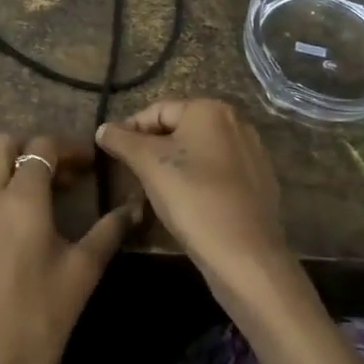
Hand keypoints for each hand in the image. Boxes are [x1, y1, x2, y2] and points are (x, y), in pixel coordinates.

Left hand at [0, 133, 138, 363]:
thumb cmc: (42, 317)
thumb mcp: (84, 271)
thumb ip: (110, 231)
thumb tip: (135, 206)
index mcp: (23, 198)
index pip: (42, 149)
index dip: (68, 149)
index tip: (86, 167)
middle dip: (27, 150)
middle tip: (52, 177)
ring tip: (8, 188)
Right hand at [96, 100, 298, 313]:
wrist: (244, 253)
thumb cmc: (192, 197)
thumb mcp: (148, 164)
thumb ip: (122, 140)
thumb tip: (103, 128)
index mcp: (210, 110)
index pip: (157, 111)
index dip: (130, 130)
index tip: (112, 154)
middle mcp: (236, 122)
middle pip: (180, 130)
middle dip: (153, 149)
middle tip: (132, 174)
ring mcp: (252, 152)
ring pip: (199, 152)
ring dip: (175, 166)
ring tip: (156, 191)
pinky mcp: (260, 181)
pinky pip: (219, 172)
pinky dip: (199, 181)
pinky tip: (188, 204)